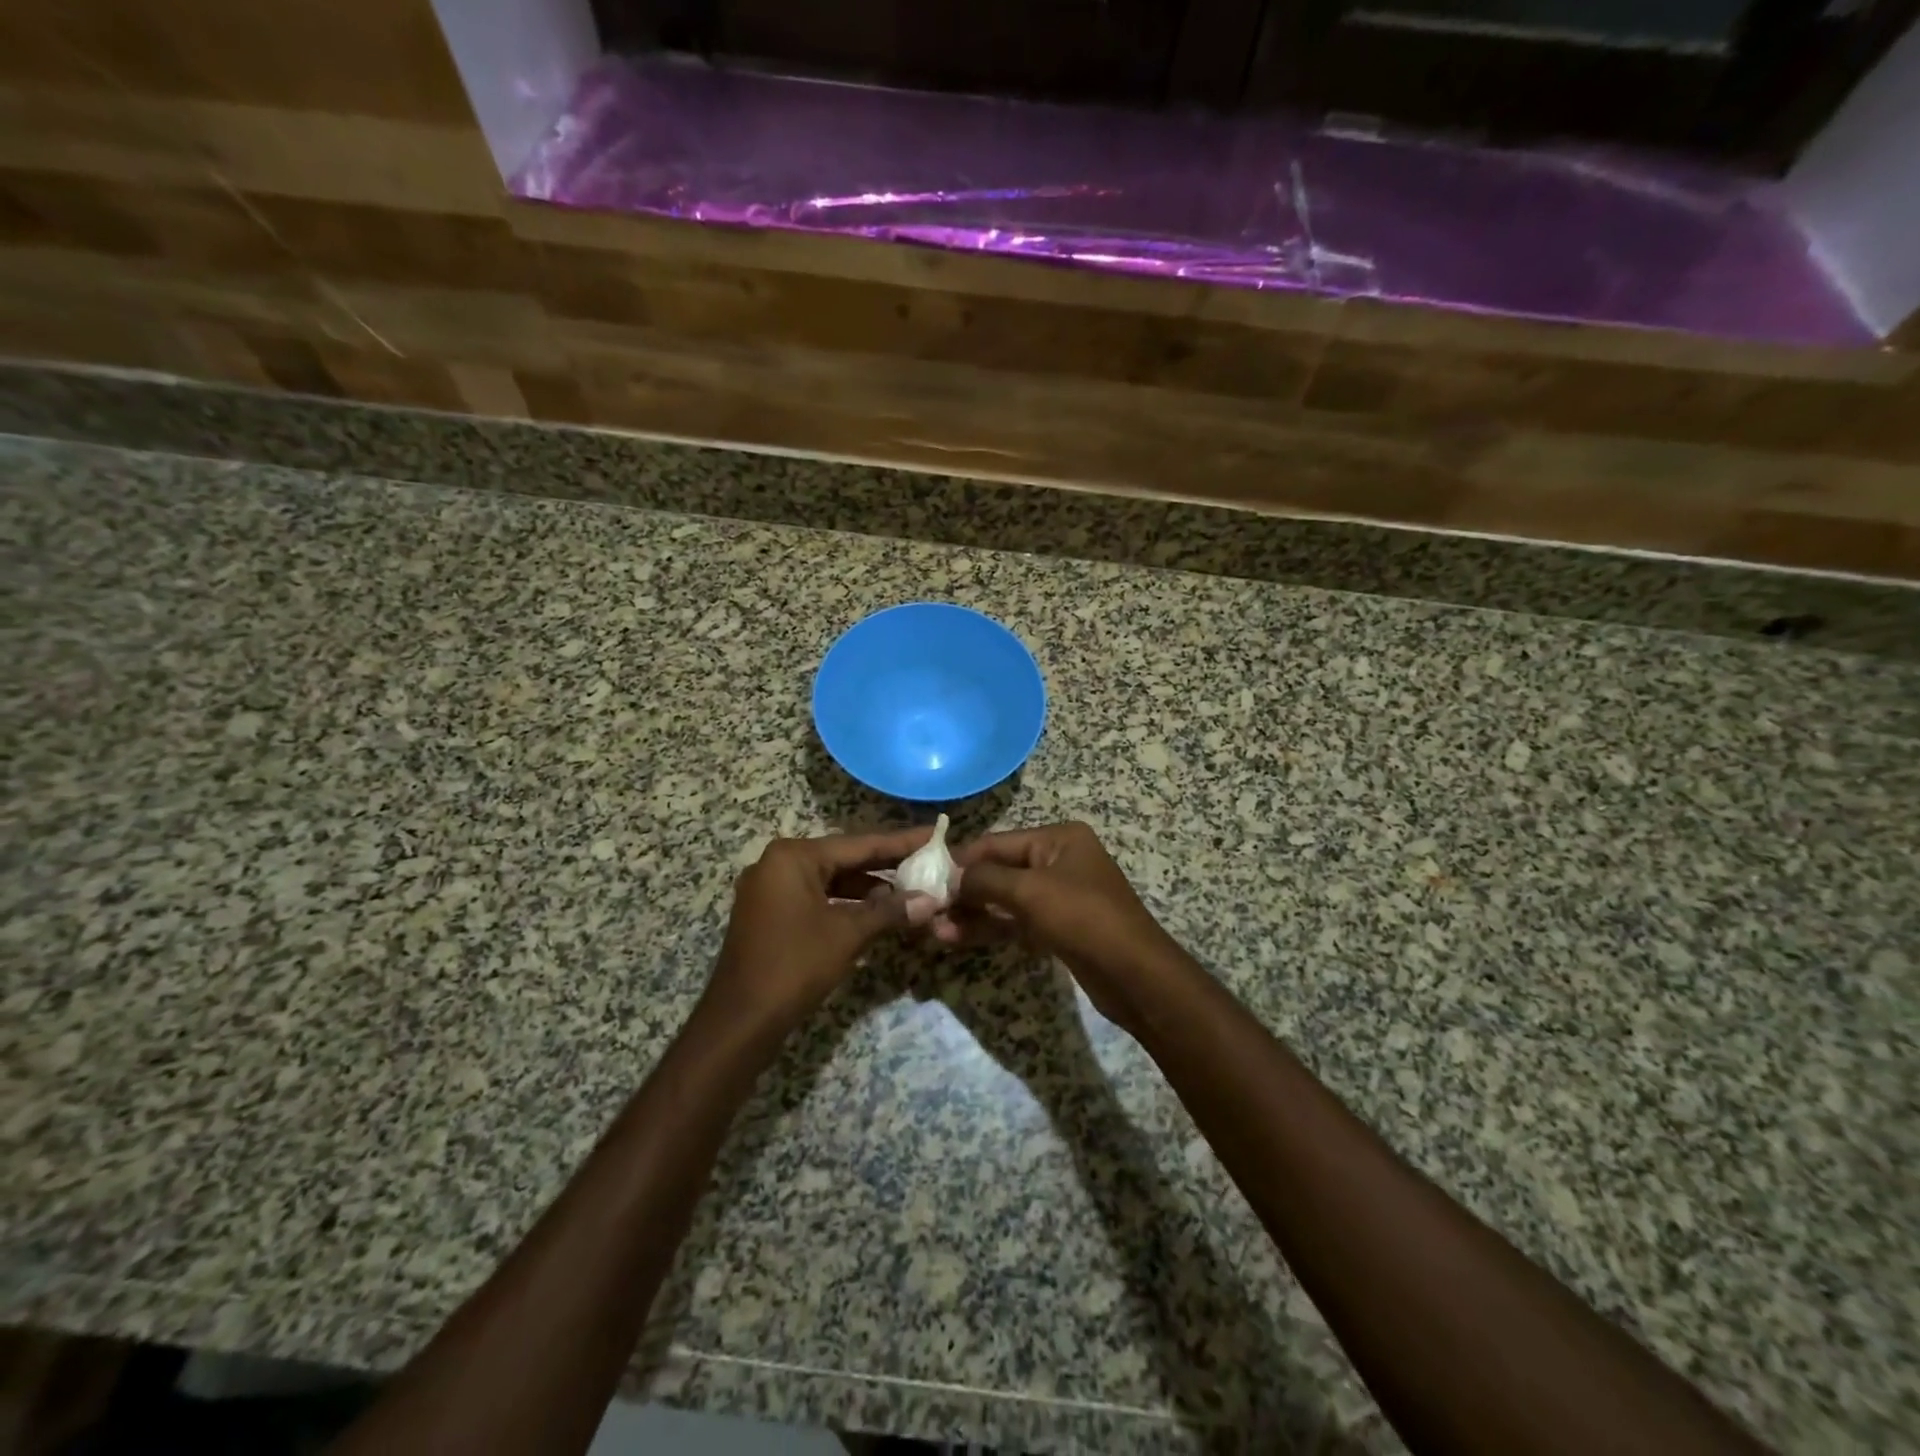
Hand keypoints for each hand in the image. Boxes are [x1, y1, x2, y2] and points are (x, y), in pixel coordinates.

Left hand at [705, 828, 938, 1033]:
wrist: (740, 1021)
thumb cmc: (795, 965)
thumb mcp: (848, 934)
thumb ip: (891, 911)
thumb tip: (932, 900)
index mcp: (794, 856)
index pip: (859, 843)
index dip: (901, 842)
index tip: (934, 834)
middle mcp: (778, 863)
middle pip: (844, 858)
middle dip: (886, 865)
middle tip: (928, 863)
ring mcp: (769, 889)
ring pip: (830, 879)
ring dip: (867, 888)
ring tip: (909, 893)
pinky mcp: (769, 913)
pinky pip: (815, 897)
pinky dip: (845, 903)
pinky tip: (875, 913)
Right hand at [943, 821, 1187, 1033]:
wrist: (1135, 976)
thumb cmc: (1083, 918)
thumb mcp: (1030, 891)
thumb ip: (985, 879)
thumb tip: (950, 877)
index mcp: (1058, 839)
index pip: (997, 842)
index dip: (961, 859)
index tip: (924, 877)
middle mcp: (1058, 861)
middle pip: (999, 870)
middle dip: (964, 891)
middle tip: (927, 910)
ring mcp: (1059, 896)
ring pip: (1004, 900)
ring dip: (972, 914)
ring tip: (935, 931)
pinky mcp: (1057, 928)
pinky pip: (1015, 922)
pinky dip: (990, 929)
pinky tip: (957, 939)